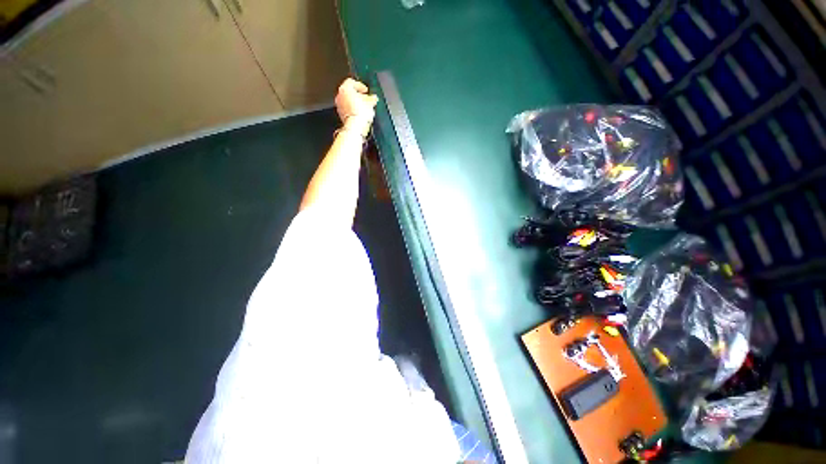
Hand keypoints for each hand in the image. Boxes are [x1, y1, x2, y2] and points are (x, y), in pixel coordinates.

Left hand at [335, 78, 378, 137]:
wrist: (355, 126)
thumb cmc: (361, 113)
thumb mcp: (370, 103)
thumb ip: (371, 98)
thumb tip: (373, 98)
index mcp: (345, 88)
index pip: (351, 82)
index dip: (360, 86)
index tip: (366, 90)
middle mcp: (340, 96)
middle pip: (349, 92)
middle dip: (358, 96)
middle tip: (366, 99)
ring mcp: (339, 106)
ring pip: (348, 101)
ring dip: (356, 103)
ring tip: (364, 108)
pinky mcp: (341, 115)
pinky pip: (347, 110)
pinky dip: (353, 110)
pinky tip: (360, 114)